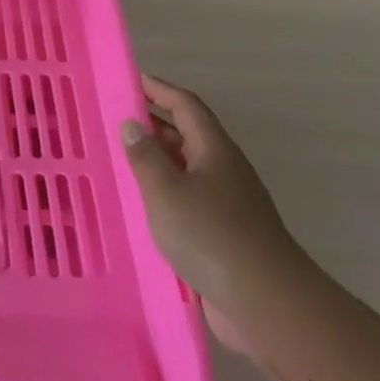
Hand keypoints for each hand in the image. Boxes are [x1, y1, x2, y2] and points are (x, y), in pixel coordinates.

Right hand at [122, 74, 313, 354]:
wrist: (264, 301)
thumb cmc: (210, 235)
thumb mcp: (166, 191)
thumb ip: (145, 156)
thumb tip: (132, 123)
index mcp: (215, 150)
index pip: (186, 106)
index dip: (159, 89)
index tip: (131, 80)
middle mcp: (224, 170)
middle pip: (188, 135)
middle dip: (154, 123)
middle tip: (115, 120)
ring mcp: (227, 203)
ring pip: (186, 168)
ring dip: (157, 159)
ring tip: (120, 159)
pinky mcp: (223, 232)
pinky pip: (188, 198)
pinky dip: (163, 192)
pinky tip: (141, 205)